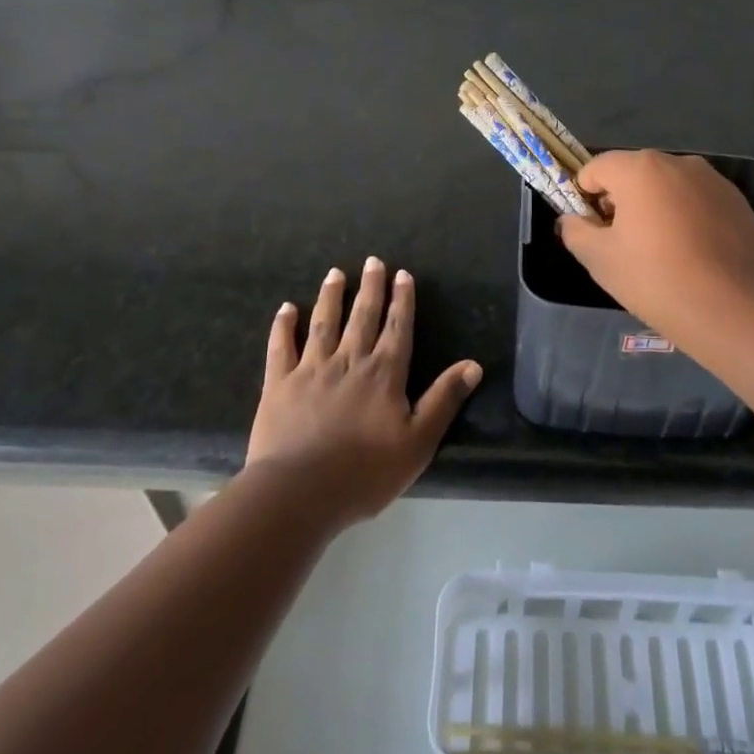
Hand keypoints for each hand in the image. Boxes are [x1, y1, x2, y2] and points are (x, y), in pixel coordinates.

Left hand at [247, 257, 481, 523]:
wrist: (300, 492)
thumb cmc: (365, 472)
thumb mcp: (418, 441)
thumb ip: (444, 400)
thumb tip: (473, 365)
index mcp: (384, 373)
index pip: (397, 328)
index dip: (401, 301)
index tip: (402, 275)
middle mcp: (349, 361)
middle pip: (362, 317)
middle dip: (370, 288)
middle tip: (373, 261)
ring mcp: (311, 369)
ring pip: (324, 323)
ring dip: (331, 296)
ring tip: (335, 273)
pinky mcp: (279, 384)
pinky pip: (281, 347)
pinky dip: (283, 326)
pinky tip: (287, 308)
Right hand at [557, 150, 753, 342]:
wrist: (739, 310)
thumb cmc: (658, 280)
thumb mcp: (600, 260)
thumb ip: (576, 232)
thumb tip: (571, 220)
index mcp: (640, 168)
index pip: (595, 169)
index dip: (585, 198)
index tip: (593, 233)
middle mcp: (678, 162)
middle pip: (634, 174)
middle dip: (622, 203)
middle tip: (625, 247)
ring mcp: (713, 180)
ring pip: (668, 188)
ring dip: (656, 210)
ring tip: (663, 256)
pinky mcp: (738, 202)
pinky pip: (698, 202)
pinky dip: (687, 220)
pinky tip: (695, 257)